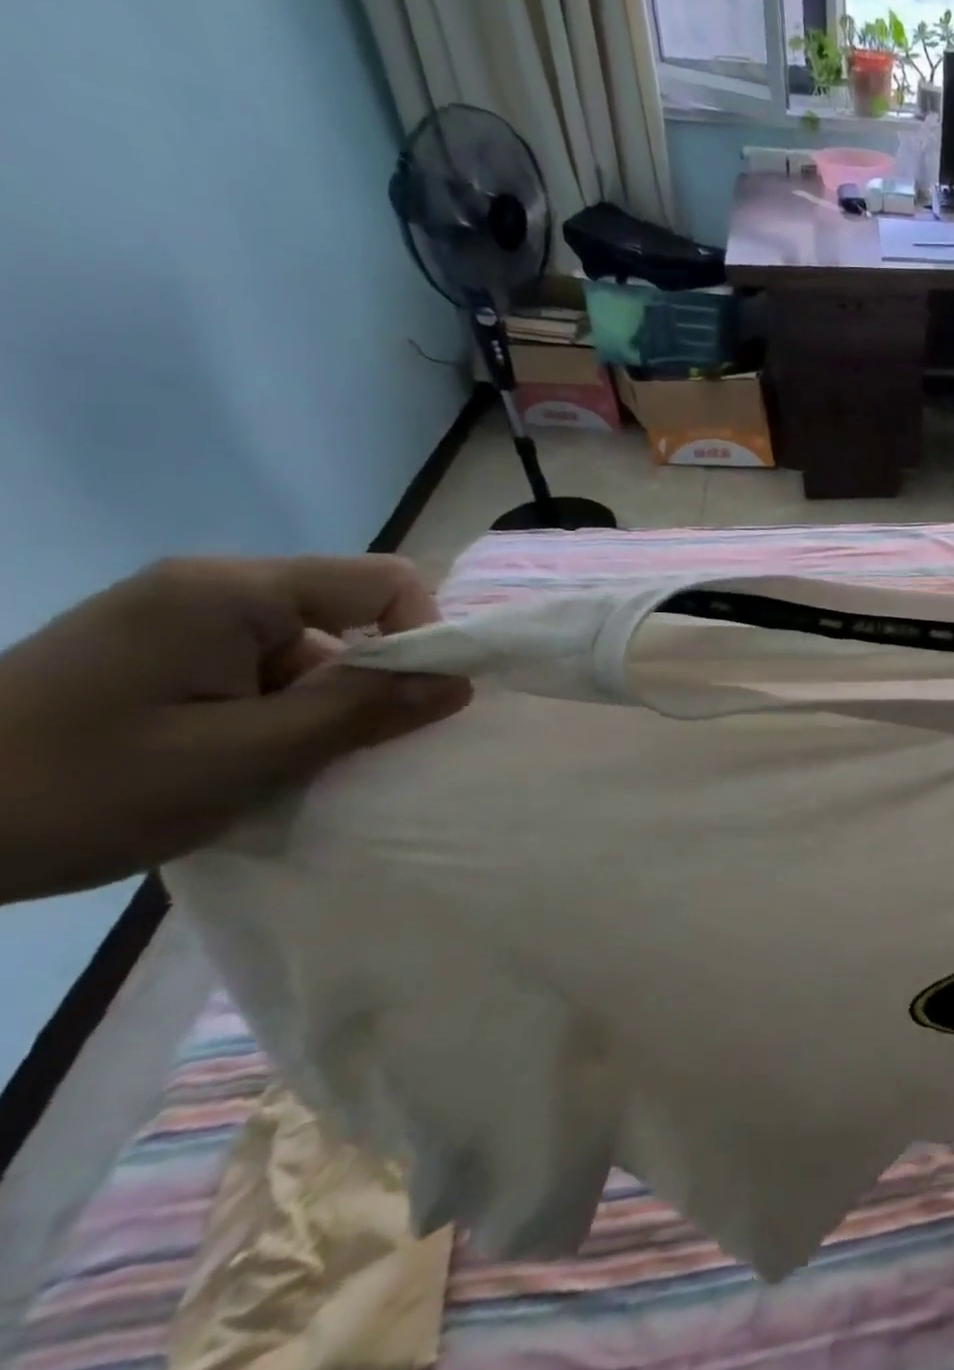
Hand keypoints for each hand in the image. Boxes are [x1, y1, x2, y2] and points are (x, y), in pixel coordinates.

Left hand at [0, 556, 471, 904]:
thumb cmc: (78, 788)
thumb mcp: (243, 758)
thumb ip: (360, 712)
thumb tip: (459, 682)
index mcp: (231, 592)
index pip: (384, 581)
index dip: (424, 634)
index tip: (414, 705)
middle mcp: (213, 588)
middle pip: (352, 614)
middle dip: (371, 681)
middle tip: (343, 751)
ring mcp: (182, 620)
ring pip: (312, 649)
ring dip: (323, 707)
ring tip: (282, 769)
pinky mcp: (162, 653)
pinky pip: (266, 669)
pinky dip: (282, 714)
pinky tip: (245, 762)